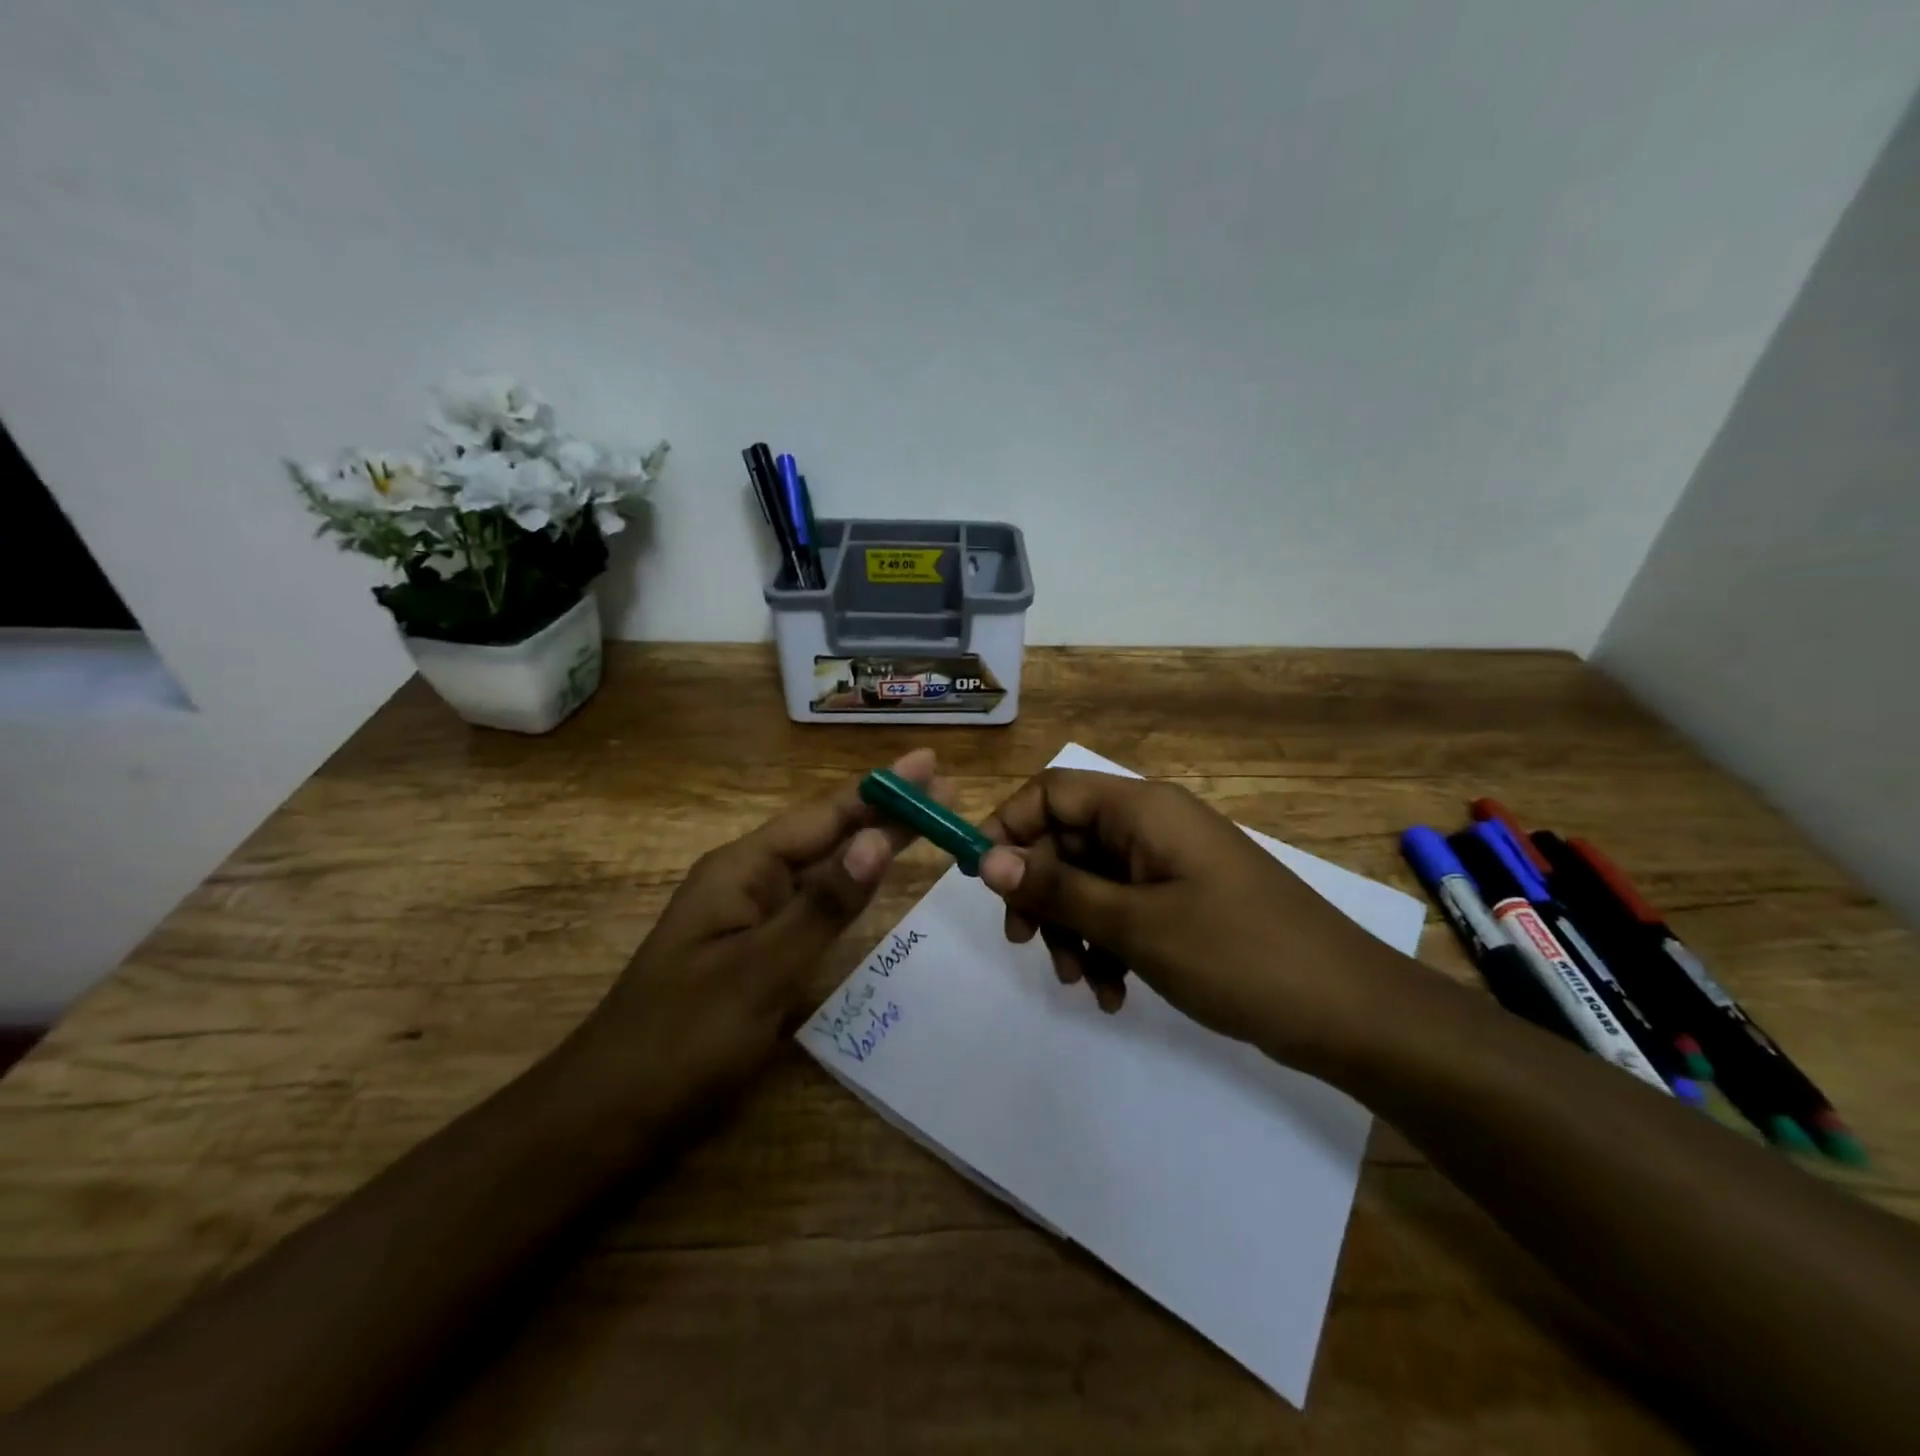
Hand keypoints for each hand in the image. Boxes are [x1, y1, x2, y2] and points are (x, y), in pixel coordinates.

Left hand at [566, 749, 945, 1120]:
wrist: (609, 1116)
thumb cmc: (682, 1039)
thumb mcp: (759, 971)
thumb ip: (823, 904)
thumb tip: (878, 840)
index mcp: (741, 869)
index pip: (824, 816)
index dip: (880, 790)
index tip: (929, 763)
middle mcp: (746, 880)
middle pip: (826, 834)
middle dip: (883, 810)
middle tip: (942, 788)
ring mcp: (749, 916)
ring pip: (821, 867)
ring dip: (870, 842)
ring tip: (922, 821)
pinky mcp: (754, 950)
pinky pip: (812, 902)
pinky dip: (850, 885)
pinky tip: (870, 879)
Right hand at [977, 769, 1417, 1068]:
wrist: (1350, 1012)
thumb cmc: (1238, 955)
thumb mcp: (1135, 925)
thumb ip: (1058, 889)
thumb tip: (989, 860)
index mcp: (1142, 808)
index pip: (1051, 791)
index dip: (1011, 828)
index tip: (987, 884)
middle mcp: (1153, 825)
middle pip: (1067, 840)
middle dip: (1042, 894)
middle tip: (1026, 945)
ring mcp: (1170, 865)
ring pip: (1091, 881)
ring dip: (1074, 930)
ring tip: (1081, 984)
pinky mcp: (1184, 901)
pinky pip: (1124, 910)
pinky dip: (1109, 946)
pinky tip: (1114, 994)